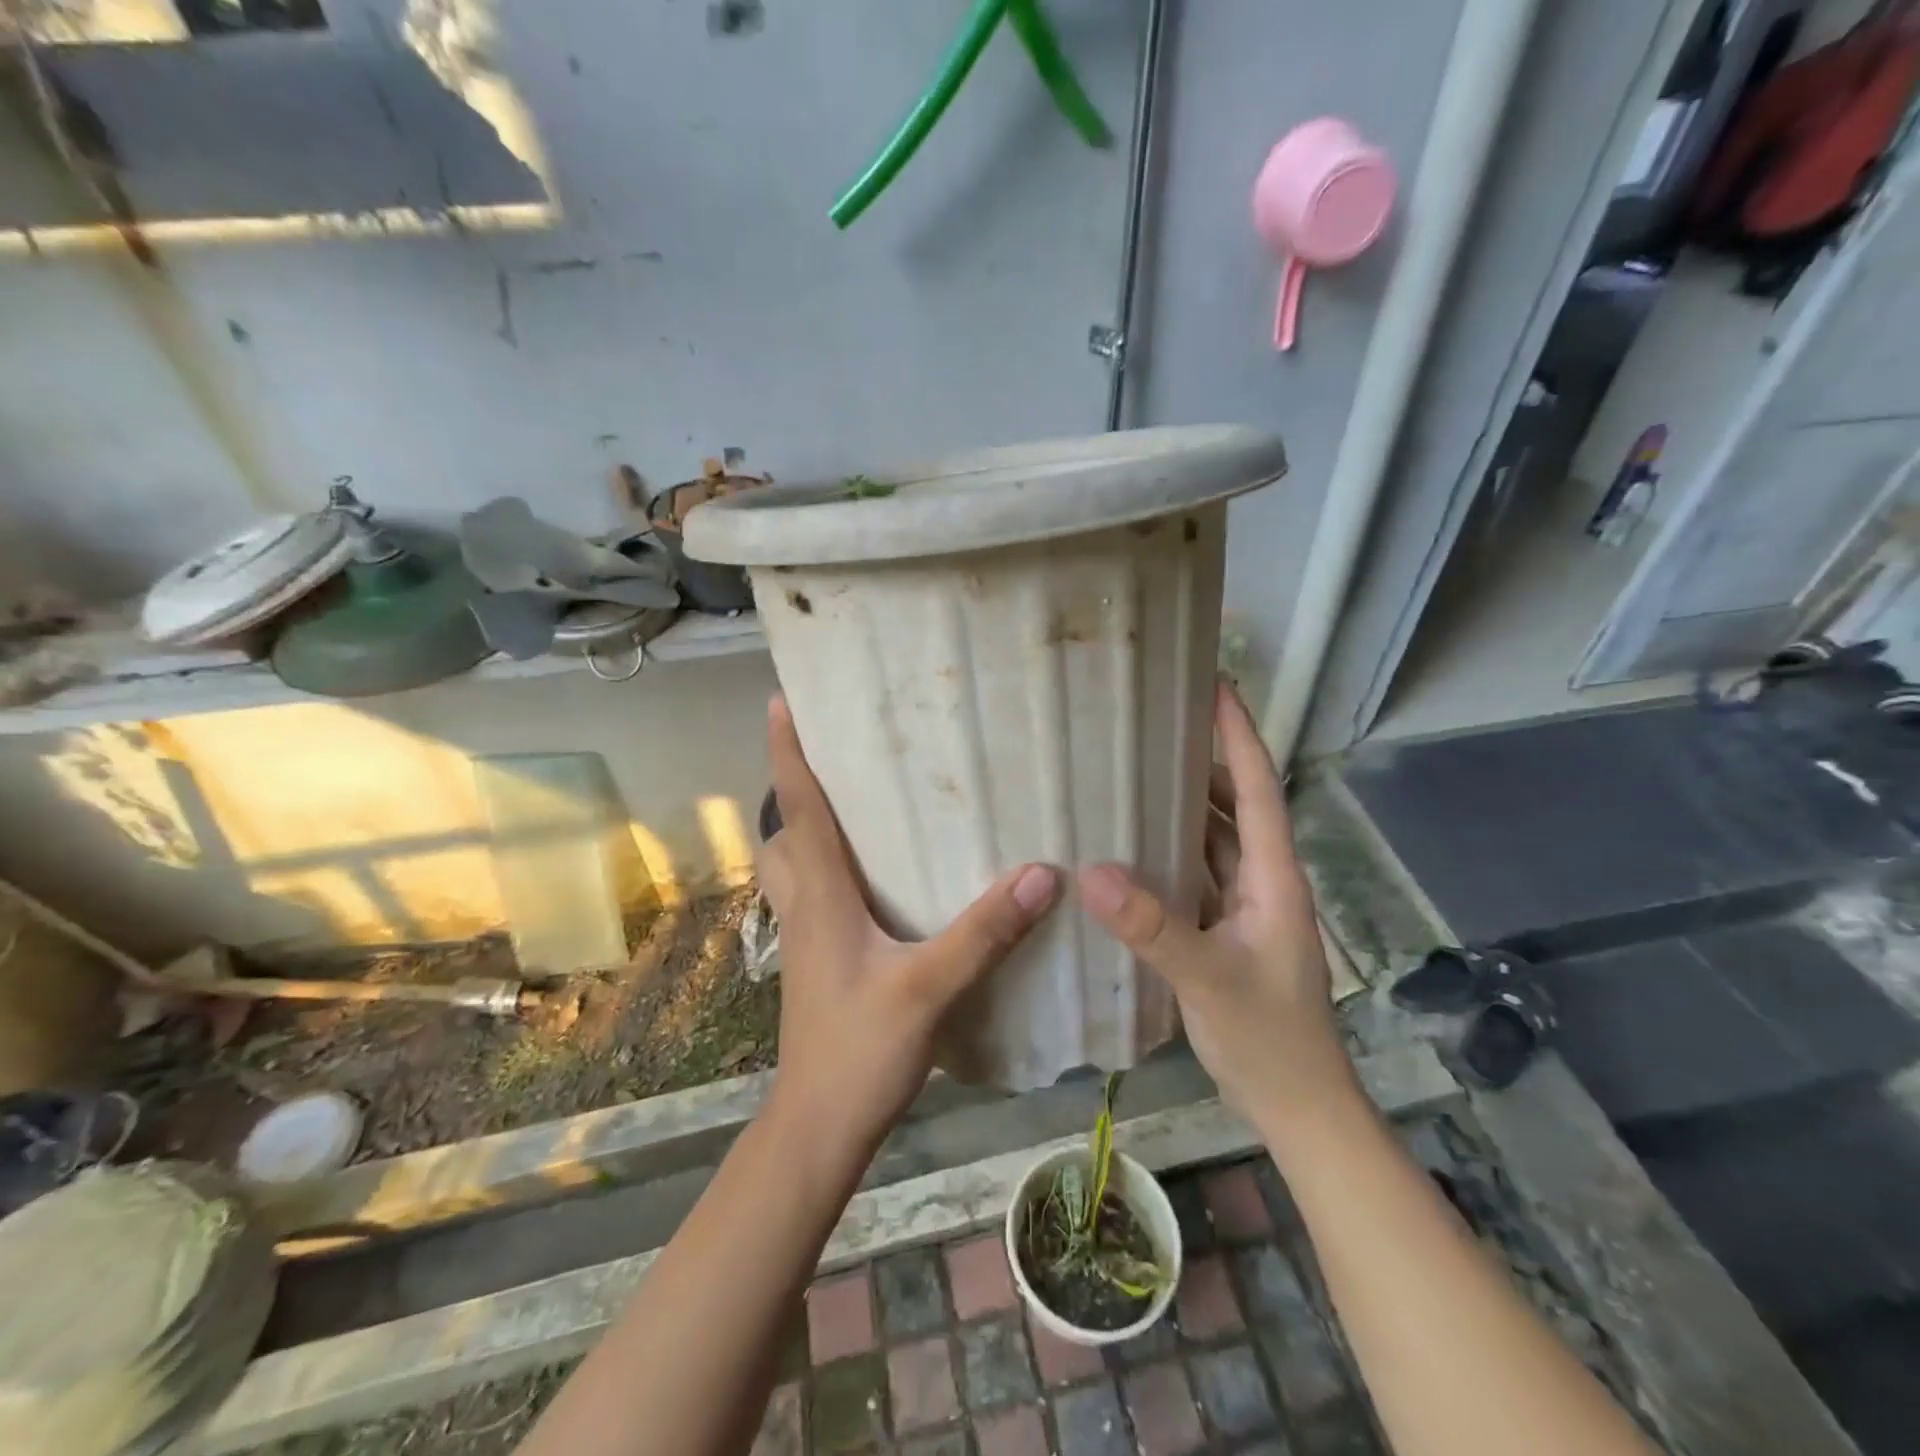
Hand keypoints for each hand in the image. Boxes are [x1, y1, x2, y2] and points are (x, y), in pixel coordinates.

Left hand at [757, 695, 1059, 1155]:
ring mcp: (808, 934)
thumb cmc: (859, 1051)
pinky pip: (816, 892)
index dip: (787, 752)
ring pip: (795, 863)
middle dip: (798, 783)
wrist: (818, 1126)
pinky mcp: (821, 958)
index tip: (781, 701)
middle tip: (835, 749)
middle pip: (788, 829)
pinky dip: (831, 866)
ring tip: (856, 802)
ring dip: (810, 826)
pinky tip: (876, 875)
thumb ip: (983, 931)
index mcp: (821, 895)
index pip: (799, 807)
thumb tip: (1041, 872)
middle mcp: (806, 904)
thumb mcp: (928, 989)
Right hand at [1077, 682, 1353, 1120]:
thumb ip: (1152, 926)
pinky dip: (1172, 851)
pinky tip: (1134, 848)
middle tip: (1156, 725)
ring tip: (1138, 773)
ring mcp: (1247, 907)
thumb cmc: (1267, 1038)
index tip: (1215, 686)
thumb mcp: (1207, 978)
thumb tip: (1091, 870)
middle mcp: (1263, 880)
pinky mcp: (1228, 930)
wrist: (1298, 1106)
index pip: (1258, 788)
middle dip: (1205, 760)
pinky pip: (1198, 873)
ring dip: (1186, 805)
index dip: (1238, 735)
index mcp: (1273, 876)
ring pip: (1215, 839)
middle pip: (1236, 804)